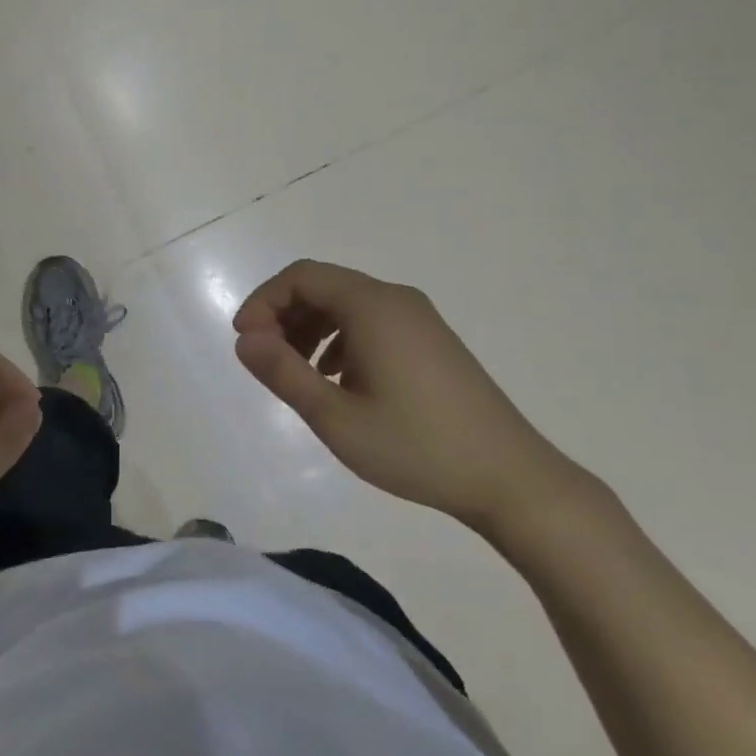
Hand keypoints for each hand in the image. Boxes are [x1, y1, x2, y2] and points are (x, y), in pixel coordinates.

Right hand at [232, 260, 590, 537]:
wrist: (510, 478)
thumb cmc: (416, 447)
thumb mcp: (336, 417)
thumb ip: (283, 372)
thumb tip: (245, 339)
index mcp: (373, 306)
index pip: (302, 277)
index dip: (264, 301)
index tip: (245, 342)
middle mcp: (396, 299)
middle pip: (324, 286)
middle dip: (284, 316)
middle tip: (265, 360)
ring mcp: (419, 319)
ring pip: (348, 306)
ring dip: (311, 329)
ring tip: (298, 375)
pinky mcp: (431, 341)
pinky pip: (372, 323)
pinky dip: (341, 340)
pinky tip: (338, 381)